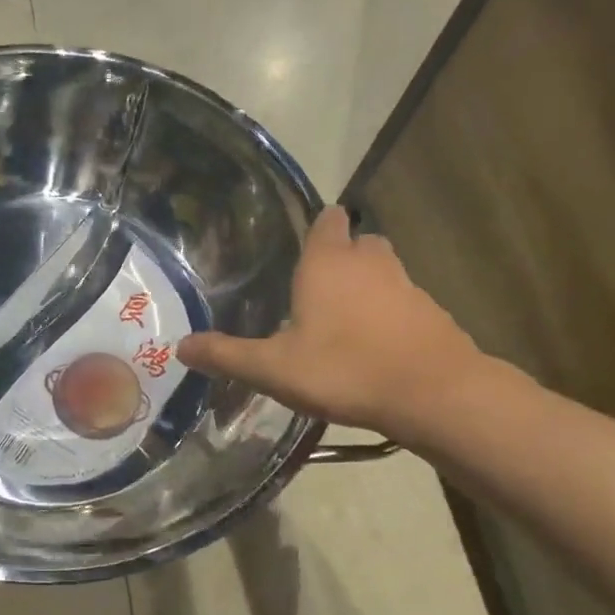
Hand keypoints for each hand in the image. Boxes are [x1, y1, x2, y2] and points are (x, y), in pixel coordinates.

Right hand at [177, 206, 483, 440]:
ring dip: (366, 287)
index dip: (317, 227)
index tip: (300, 247)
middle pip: (358, 242)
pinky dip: (389, 315)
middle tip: (315, 289)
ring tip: (341, 321)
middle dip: (341, 256)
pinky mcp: (432, 314)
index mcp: (328, 263)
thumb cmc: (344, 369)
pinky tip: (373, 347)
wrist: (434, 394)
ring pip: (383, 272)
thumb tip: (180, 346)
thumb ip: (226, 355)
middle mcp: (370, 263)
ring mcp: (407, 286)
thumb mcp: (272, 368)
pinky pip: (403, 303)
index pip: (327, 219)